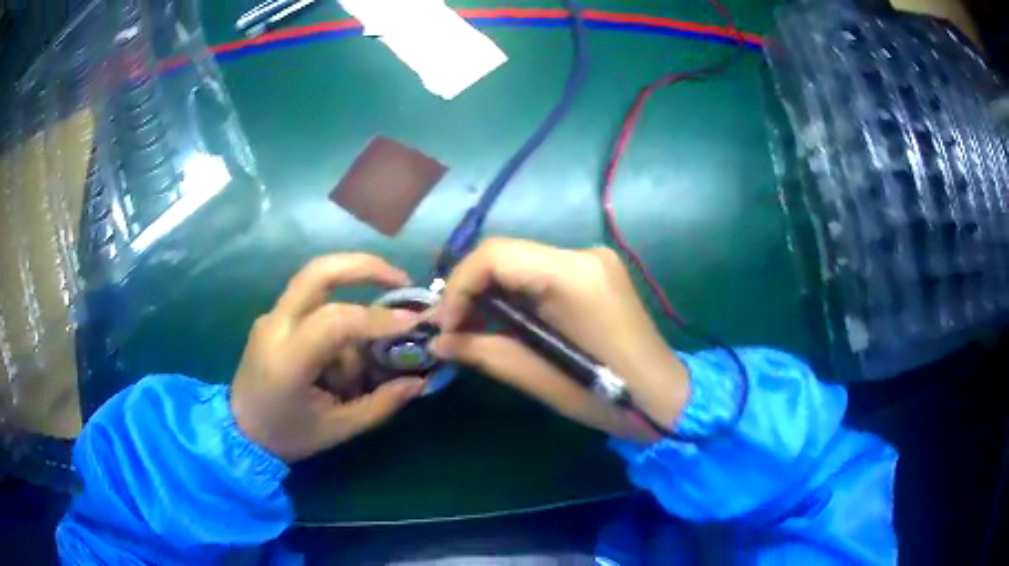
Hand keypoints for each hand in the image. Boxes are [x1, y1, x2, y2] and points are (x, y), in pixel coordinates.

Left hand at [230, 254, 426, 461]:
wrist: (239, 432)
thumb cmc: (287, 436)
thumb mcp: (338, 429)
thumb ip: (380, 404)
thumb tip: (418, 382)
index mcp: (287, 360)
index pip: (334, 321)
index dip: (377, 318)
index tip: (412, 324)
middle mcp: (275, 327)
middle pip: (318, 272)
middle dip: (364, 267)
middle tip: (400, 280)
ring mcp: (270, 317)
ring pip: (317, 284)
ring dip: (353, 303)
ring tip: (370, 348)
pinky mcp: (273, 318)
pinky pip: (312, 304)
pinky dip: (337, 318)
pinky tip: (344, 353)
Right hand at [431, 238, 688, 440]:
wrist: (664, 395)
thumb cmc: (608, 397)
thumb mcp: (541, 380)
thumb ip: (484, 353)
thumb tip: (437, 343)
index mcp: (574, 276)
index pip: (496, 255)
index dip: (459, 286)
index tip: (445, 326)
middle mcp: (584, 254)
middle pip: (506, 254)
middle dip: (470, 289)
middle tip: (451, 328)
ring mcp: (593, 259)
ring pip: (520, 262)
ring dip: (490, 291)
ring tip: (470, 327)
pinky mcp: (596, 270)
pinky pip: (540, 271)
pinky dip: (514, 293)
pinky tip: (505, 321)